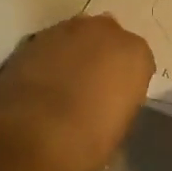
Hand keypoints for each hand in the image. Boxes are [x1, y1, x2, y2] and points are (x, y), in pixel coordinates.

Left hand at [0, 14, 154, 170]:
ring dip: (72, 54)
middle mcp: (104, 31)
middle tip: (90, 85)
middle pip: (106, 38)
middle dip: (100, 56)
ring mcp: (66, 30)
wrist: (34, 136)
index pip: (138, 60)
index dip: (126, 79)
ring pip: (75, 38)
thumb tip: (108, 99)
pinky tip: (39, 84)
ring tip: (60, 84)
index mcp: (134, 52)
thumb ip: (120, 99)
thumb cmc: (89, 139)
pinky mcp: (33, 38)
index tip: (117, 98)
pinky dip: (47, 60)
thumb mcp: (121, 125)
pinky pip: (48, 46)